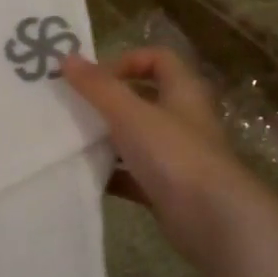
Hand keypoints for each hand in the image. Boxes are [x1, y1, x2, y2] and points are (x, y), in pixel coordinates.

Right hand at [61, 48, 261, 265]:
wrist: (210, 218)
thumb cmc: (173, 153)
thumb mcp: (130, 113)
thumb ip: (98, 87)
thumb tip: (67, 58)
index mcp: (183, 91)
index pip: (159, 59)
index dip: (127, 61)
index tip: (95, 78)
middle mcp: (183, 119)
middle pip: (144, 99)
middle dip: (109, 102)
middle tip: (73, 108)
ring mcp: (176, 156)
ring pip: (137, 139)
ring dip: (107, 139)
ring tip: (72, 141)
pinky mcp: (168, 189)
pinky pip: (134, 176)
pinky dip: (112, 175)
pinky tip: (86, 177)